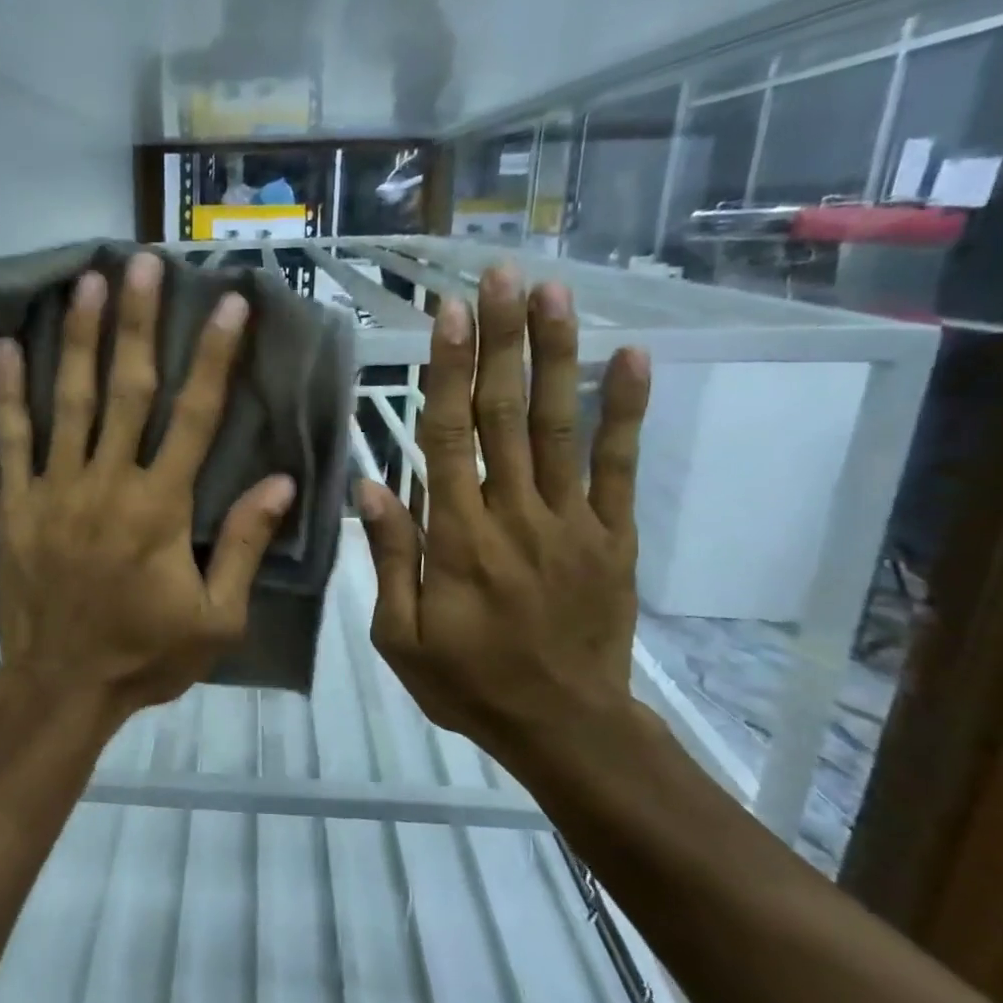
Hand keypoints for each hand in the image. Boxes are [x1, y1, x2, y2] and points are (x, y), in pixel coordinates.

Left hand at [0, 253, 295, 732]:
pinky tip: (5, 346)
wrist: (61, 686)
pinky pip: (11, 439)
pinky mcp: (17, 504)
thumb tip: (281, 483)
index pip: (196, 417)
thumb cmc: (145, 655)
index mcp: (161, 508)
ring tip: (86, 282)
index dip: (214, 357)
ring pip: (69, 401)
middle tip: (143, 264)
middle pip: (128, 390)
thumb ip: (243, 546)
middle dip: (138, 323)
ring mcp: (56, 489)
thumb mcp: (217, 618)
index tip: (228, 304)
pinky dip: (9, 392)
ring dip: (79, 338)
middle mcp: (108, 483)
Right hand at [357, 265, 651, 763]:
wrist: (565, 727)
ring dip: (556, 354)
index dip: (449, 371)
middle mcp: (516, 514)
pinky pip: (619, 466)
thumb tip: (369, 485)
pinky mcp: (614, 535)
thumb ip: (389, 558)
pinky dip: (626, 410)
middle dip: (502, 339)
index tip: (449, 313)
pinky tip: (633, 356)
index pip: (449, 437)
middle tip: (501, 275)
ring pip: (562, 425)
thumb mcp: (400, 637)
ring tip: (552, 293)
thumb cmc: (469, 682)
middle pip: (507, 413)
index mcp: (459, 538)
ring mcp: (573, 521)